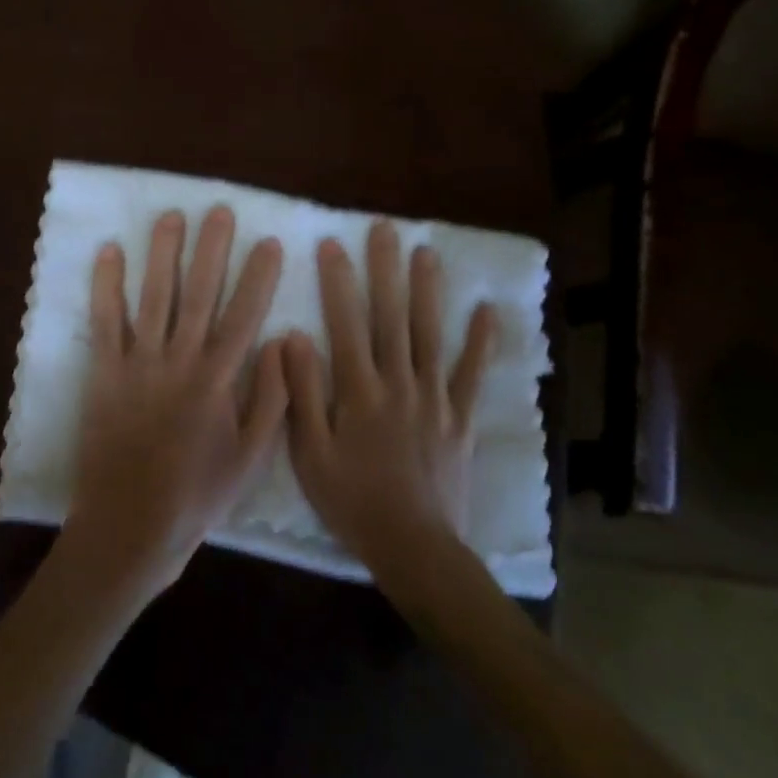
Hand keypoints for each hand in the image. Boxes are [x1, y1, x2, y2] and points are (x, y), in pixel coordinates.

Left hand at [63, 207, 286, 600]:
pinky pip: (105, 320)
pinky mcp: (104, 372)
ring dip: (163, 253)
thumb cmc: (196, 495)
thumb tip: (278, 343)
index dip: (258, 277)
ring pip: (154, 296)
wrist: (130, 526)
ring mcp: (138, 363)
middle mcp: (179, 361)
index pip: (244, 316)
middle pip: (200, 294)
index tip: (269, 243)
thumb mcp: (250, 458)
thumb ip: (269, 399)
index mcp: (218, 381)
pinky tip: (109, 251)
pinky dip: (106, 284)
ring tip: (171, 216)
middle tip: (219, 211)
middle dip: (212, 249)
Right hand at [279, 220, 494, 577]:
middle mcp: (398, 383)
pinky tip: (486, 309)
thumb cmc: (352, 501)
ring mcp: (434, 397)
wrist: (414, 548)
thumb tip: (292, 337)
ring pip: (430, 333)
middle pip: (391, 316)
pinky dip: (480, 341)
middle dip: (386, 269)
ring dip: (428, 290)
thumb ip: (302, 393)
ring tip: (426, 251)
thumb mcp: (309, 453)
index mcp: (359, 391)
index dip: (338, 281)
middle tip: (384, 229)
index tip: (332, 243)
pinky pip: (471, 373)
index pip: (346, 323)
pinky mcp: (460, 416)